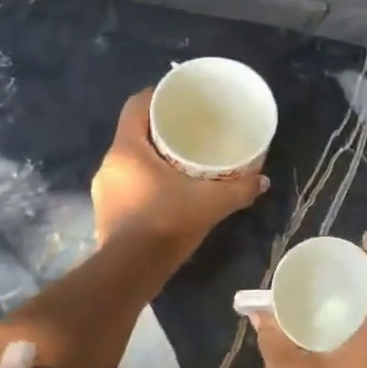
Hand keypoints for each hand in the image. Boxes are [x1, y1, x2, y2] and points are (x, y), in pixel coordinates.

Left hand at [91, 89, 266, 253]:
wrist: (131, 271)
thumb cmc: (166, 222)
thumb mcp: (210, 203)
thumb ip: (238, 189)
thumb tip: (263, 180)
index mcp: (127, 149)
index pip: (136, 105)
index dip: (156, 96)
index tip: (179, 99)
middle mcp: (109, 163)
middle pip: (133, 133)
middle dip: (158, 130)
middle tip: (187, 132)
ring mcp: (103, 190)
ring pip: (129, 161)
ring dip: (150, 159)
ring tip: (179, 163)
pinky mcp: (105, 212)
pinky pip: (126, 184)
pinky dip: (144, 182)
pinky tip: (166, 193)